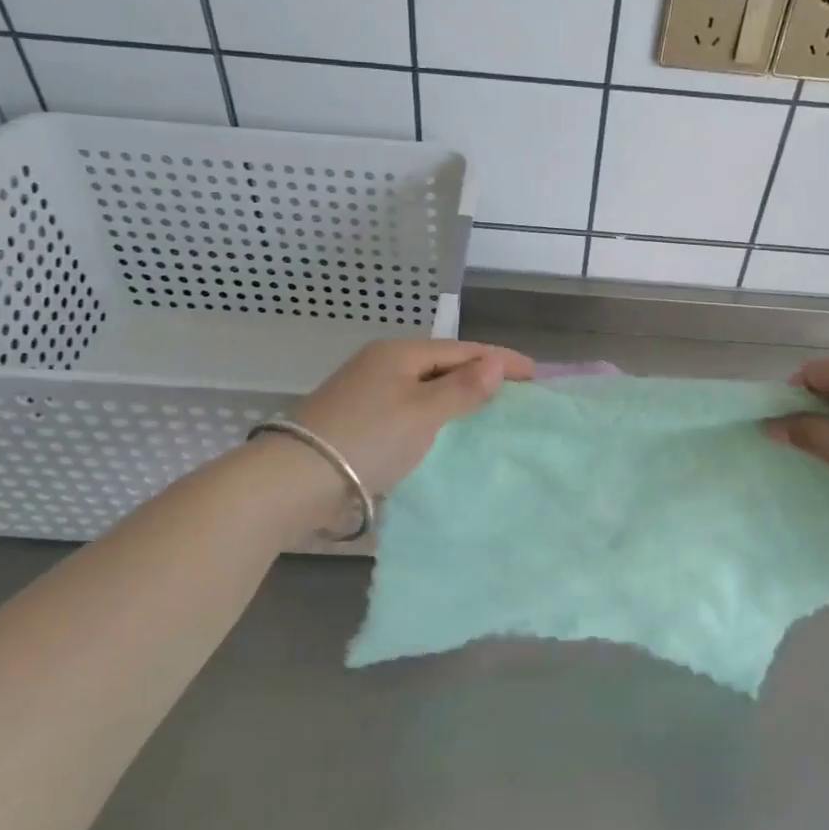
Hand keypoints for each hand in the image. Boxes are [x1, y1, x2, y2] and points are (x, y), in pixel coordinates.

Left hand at [289, 339, 535, 496]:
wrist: (293, 480)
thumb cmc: (368, 438)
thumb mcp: (423, 413)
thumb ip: (462, 388)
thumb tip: (496, 364)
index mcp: (400, 353)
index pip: (463, 350)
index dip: (501, 360)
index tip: (535, 375)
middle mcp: (382, 364)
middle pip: (443, 365)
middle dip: (480, 376)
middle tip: (516, 394)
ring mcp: (365, 391)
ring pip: (425, 388)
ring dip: (457, 397)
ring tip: (488, 412)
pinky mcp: (356, 419)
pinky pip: (409, 408)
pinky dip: (434, 416)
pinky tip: (445, 432)